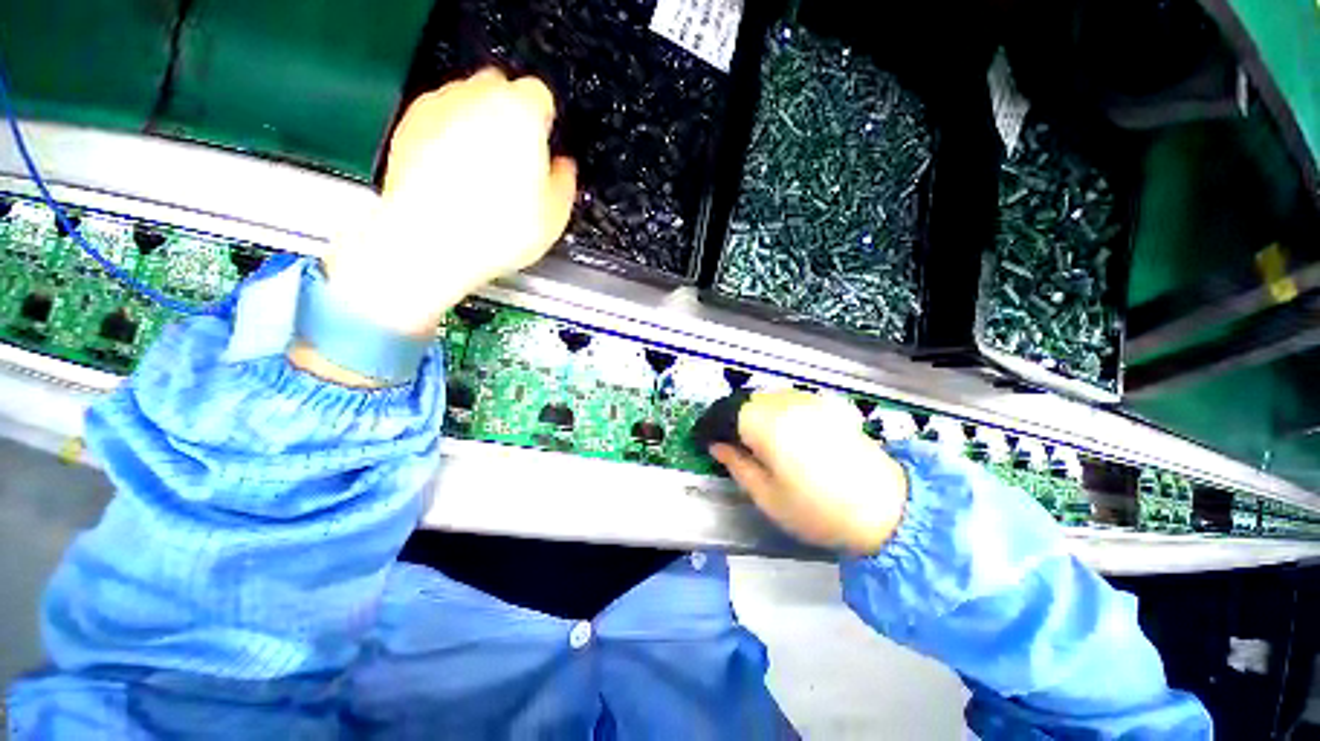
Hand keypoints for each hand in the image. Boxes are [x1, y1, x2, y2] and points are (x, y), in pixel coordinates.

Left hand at [324, 68, 576, 337]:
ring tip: (483, 175)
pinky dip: (449, 138)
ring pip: (467, 102)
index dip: (545, 123)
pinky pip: (439, 121)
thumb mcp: (554, 216)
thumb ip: (564, 181)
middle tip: (516, 160)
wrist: (429, 242)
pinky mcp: (409, 124)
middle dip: (510, 117)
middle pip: (501, 88)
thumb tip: (563, 169)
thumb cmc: (494, 230)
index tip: (544, 146)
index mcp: (521, 114)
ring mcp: (439, 107)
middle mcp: (478, 98)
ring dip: (479, 127)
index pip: (541, 95)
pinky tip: (456, 178)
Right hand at [709, 391, 907, 555]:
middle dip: (731, 419)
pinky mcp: (827, 406)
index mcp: (768, 425)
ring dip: (753, 414)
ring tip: (752, 440)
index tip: (704, 440)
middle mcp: (787, 404)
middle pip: (746, 402)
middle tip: (726, 443)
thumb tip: (717, 445)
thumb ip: (737, 465)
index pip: (727, 413)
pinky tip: (780, 434)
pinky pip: (789, 401)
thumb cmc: (819, 511)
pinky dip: (775, 413)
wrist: (888, 510)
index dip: (712, 425)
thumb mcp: (767, 496)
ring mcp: (810, 401)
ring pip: (767, 399)